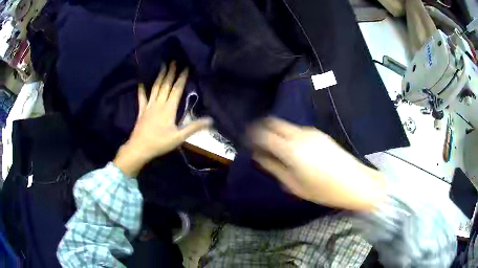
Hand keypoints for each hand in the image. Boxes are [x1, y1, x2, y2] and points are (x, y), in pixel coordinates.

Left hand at [114, 62, 212, 176]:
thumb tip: (210, 120)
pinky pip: (142, 97)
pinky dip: (142, 89)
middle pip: (166, 85)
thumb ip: (193, 127)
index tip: (186, 66)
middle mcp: (159, 103)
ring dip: (160, 76)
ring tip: (163, 65)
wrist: (140, 148)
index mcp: (169, 109)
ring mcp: (149, 106)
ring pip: (155, 87)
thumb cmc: (160, 143)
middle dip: (171, 72)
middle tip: (174, 60)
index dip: (182, 77)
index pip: (177, 89)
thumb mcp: (179, 137)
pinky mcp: (141, 110)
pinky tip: (141, 81)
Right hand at [249, 118, 385, 210]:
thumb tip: (259, 156)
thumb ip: (274, 168)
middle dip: (262, 128)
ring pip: (286, 126)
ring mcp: (312, 132)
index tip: (248, 141)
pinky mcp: (320, 134)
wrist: (355, 183)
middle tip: (258, 141)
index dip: (252, 135)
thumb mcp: (294, 185)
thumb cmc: (323, 190)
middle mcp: (300, 135)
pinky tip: (293, 149)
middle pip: (274, 122)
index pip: (264, 133)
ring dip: (277, 132)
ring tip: (275, 148)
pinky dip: (289, 135)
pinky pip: (298, 130)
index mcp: (291, 149)